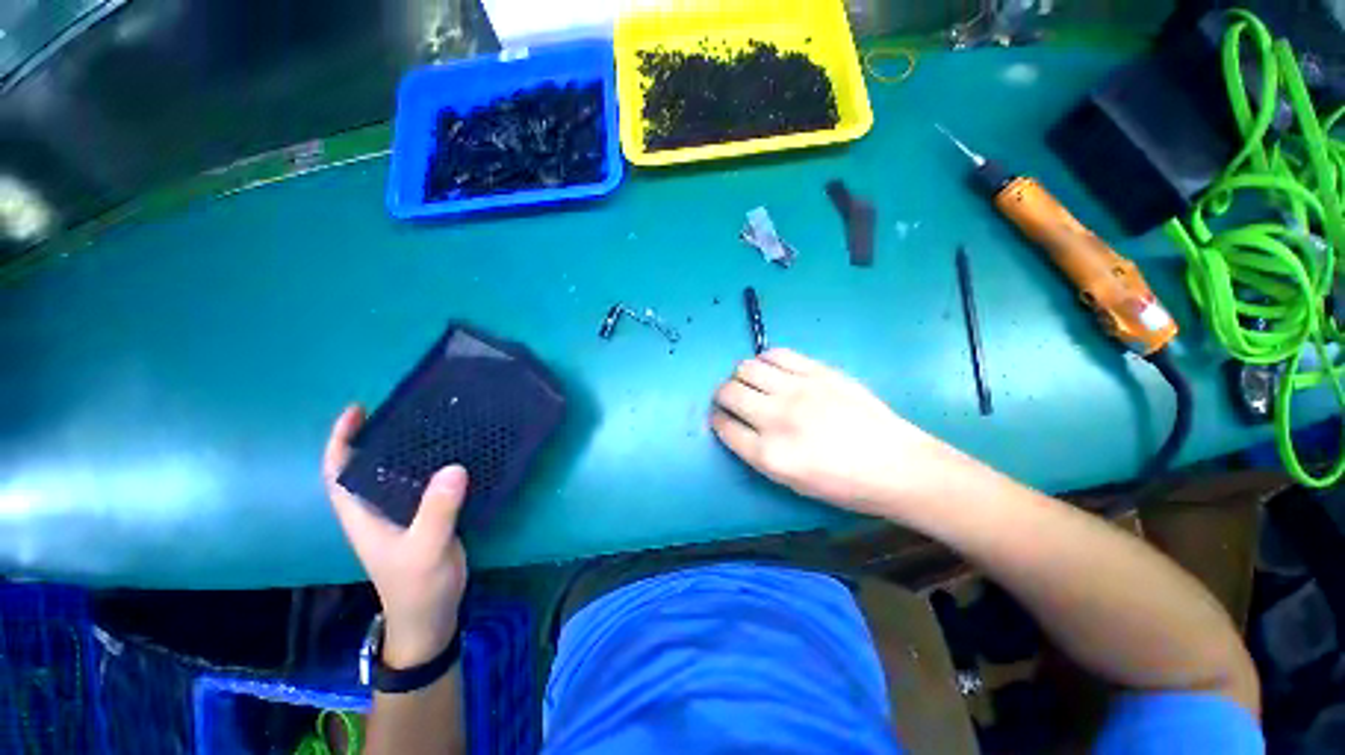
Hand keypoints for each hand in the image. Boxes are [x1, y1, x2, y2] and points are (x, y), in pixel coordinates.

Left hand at [324, 406, 468, 667]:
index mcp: (363, 515)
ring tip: (433, 423)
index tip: (358, 410)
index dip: (341, 440)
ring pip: (396, 473)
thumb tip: (454, 467)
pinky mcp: (424, 517)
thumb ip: (437, 511)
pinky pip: (422, 483)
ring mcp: (401, 514)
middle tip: (407, 409)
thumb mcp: (427, 549)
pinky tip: (454, 454)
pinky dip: (431, 464)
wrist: (430, 616)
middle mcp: (377, 510)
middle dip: (377, 436)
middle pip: (367, 466)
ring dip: (406, 448)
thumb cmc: (418, 586)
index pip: (339, 472)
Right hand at [711, 349, 954, 515]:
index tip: (720, 417)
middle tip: (731, 400)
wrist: (896, 466)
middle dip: (722, 396)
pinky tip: (772, 370)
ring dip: (740, 376)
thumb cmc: (843, 484)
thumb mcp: (790, 482)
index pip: (724, 426)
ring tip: (752, 383)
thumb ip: (756, 452)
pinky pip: (776, 354)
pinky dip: (765, 360)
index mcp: (769, 454)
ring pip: (746, 368)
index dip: (717, 420)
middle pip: (728, 392)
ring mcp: (798, 390)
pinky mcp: (818, 371)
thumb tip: (737, 425)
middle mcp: (777, 418)